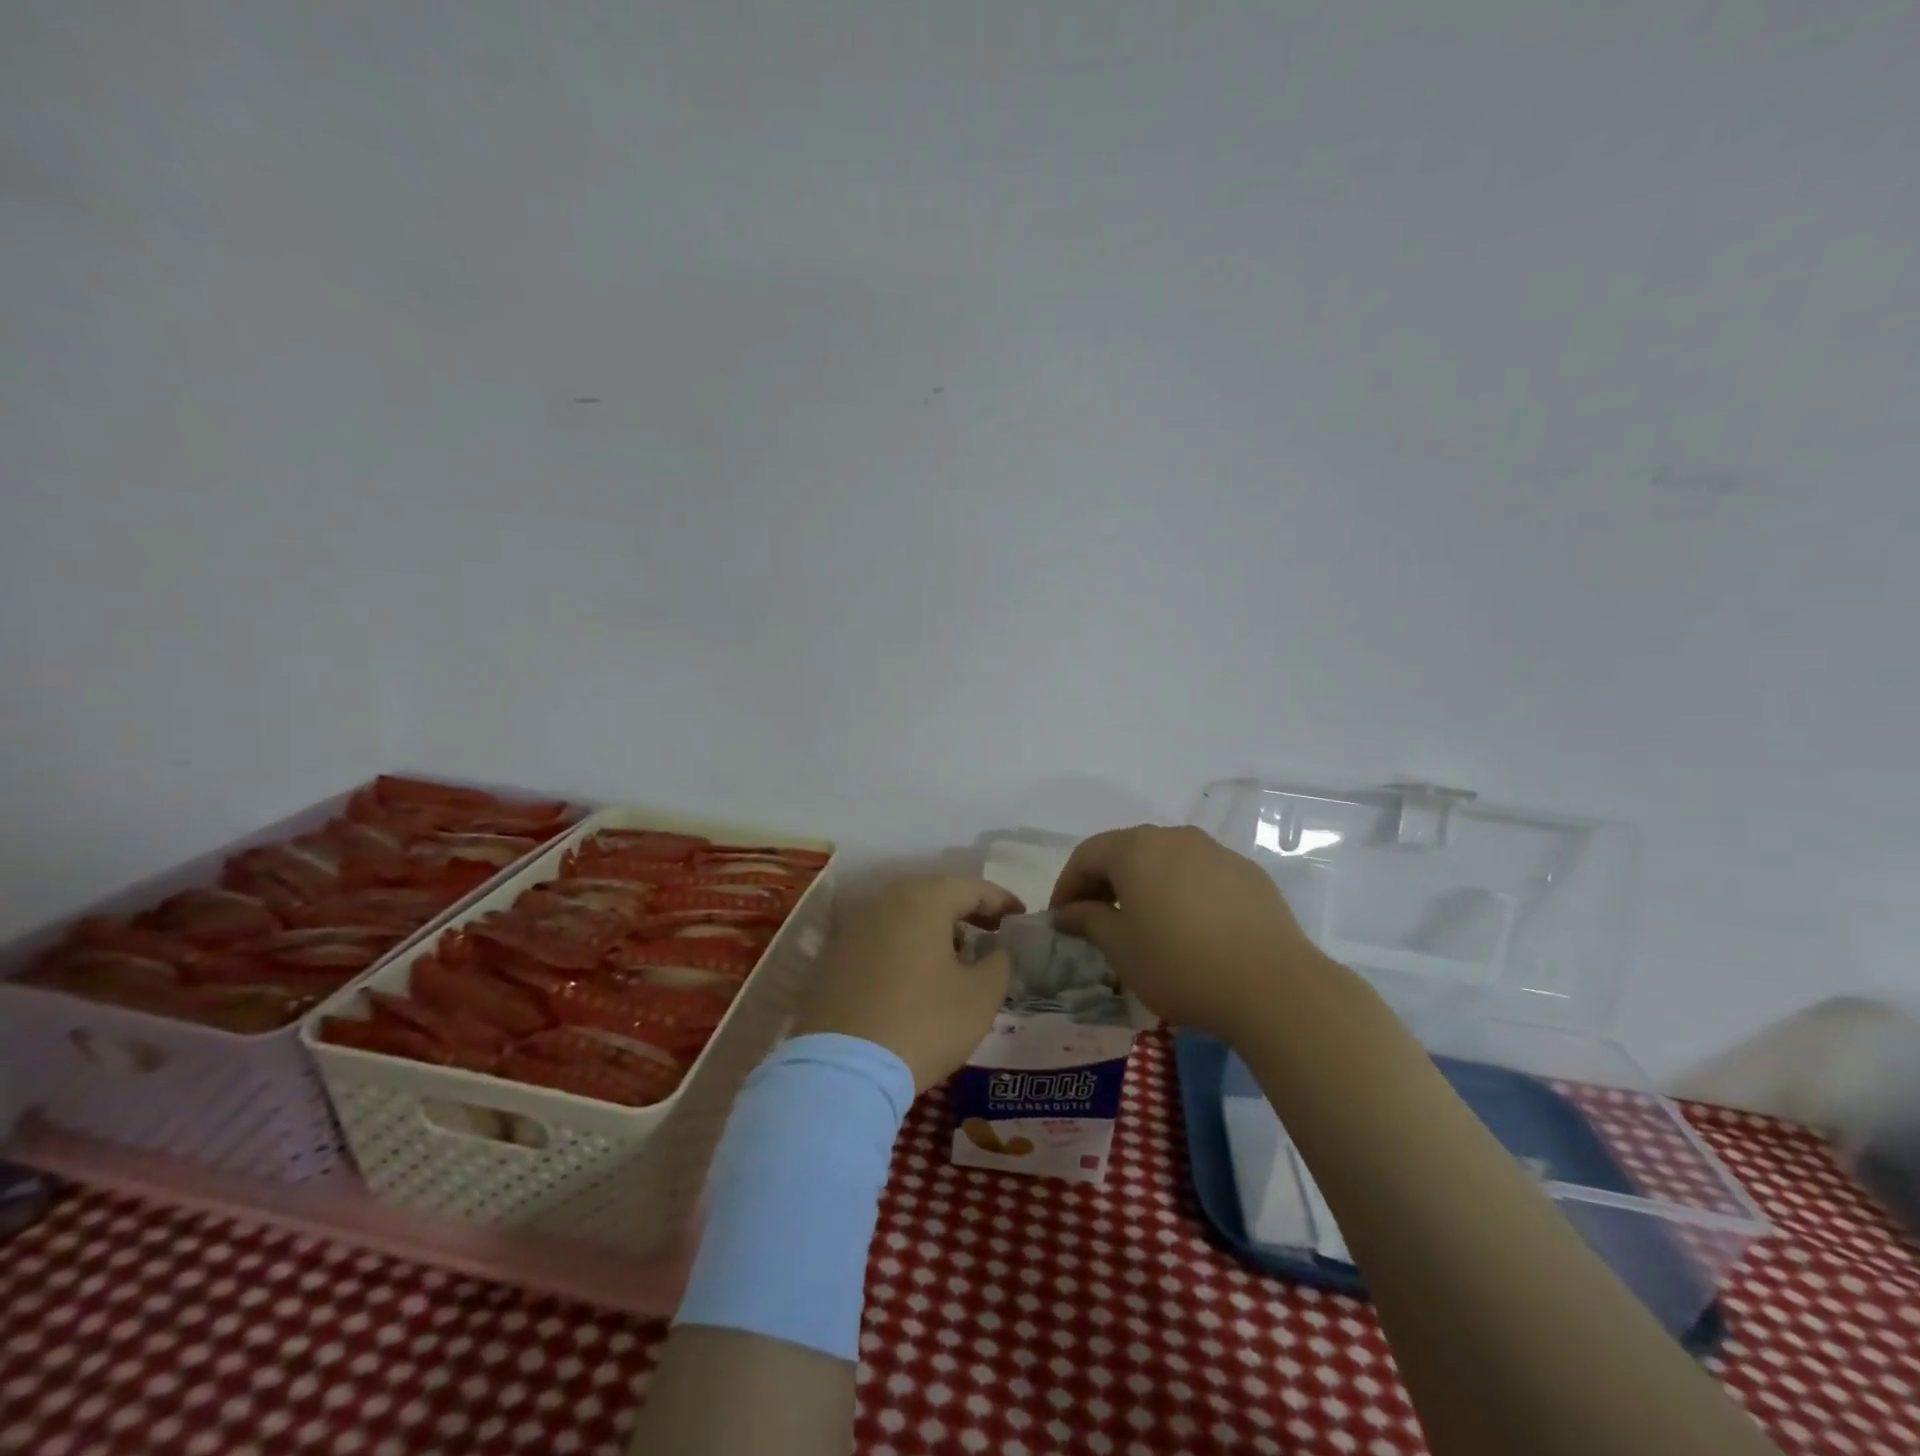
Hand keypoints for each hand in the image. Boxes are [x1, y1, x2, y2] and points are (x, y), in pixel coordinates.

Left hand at [790, 876, 1023, 1092]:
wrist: (842, 1071)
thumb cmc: (923, 1024)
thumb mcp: (981, 996)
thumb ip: (999, 962)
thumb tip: (996, 950)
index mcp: (922, 900)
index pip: (972, 888)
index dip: (1002, 902)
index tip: (1022, 918)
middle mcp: (882, 901)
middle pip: (934, 896)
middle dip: (966, 913)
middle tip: (992, 934)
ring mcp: (850, 928)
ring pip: (903, 916)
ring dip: (933, 930)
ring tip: (956, 956)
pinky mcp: (830, 957)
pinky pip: (877, 940)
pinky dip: (902, 948)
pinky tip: (914, 976)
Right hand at [1048, 824, 1336, 1037]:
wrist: (1274, 986)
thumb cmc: (1181, 964)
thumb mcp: (1121, 947)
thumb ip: (1087, 920)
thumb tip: (1067, 912)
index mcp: (1136, 848)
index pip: (1086, 855)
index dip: (1067, 886)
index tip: (1061, 920)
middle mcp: (1174, 837)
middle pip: (1125, 851)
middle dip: (1103, 883)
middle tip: (1095, 920)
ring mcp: (1215, 851)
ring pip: (1165, 860)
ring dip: (1143, 885)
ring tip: (1142, 924)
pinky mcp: (1247, 873)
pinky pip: (1199, 875)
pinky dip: (1180, 892)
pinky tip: (1189, 928)